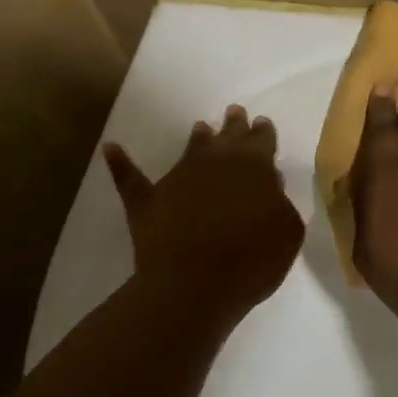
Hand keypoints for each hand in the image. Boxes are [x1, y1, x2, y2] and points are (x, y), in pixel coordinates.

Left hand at [104, 106, 304, 324]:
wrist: (195, 284)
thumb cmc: (252, 260)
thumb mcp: (287, 231)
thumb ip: (280, 203)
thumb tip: (270, 185)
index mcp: (254, 166)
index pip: (262, 140)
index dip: (263, 132)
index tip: (262, 124)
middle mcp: (215, 161)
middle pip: (227, 136)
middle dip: (233, 125)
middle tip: (234, 112)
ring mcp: (178, 177)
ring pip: (190, 148)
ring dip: (197, 137)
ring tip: (200, 127)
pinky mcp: (147, 199)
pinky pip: (130, 176)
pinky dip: (120, 162)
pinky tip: (110, 148)